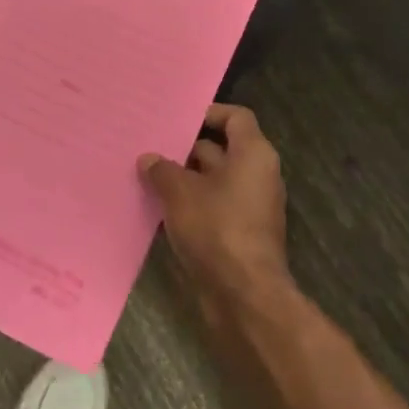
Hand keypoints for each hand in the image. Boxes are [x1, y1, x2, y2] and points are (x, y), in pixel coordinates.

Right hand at [138, 104, 290, 305]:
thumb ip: (163, 170)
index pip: (236, 117)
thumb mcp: (180, 193)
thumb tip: (149, 158)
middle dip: (188, 149)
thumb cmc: (216, 229)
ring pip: (216, 181)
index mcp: (253, 154)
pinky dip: (193, 205)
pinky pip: (216, 207)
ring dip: (187, 180)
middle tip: (153, 148)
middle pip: (223, 149)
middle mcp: (258, 175)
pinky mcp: (242, 234)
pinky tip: (162, 210)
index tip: (178, 119)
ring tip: (149, 177)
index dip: (209, 113)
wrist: (244, 295)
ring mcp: (252, 206)